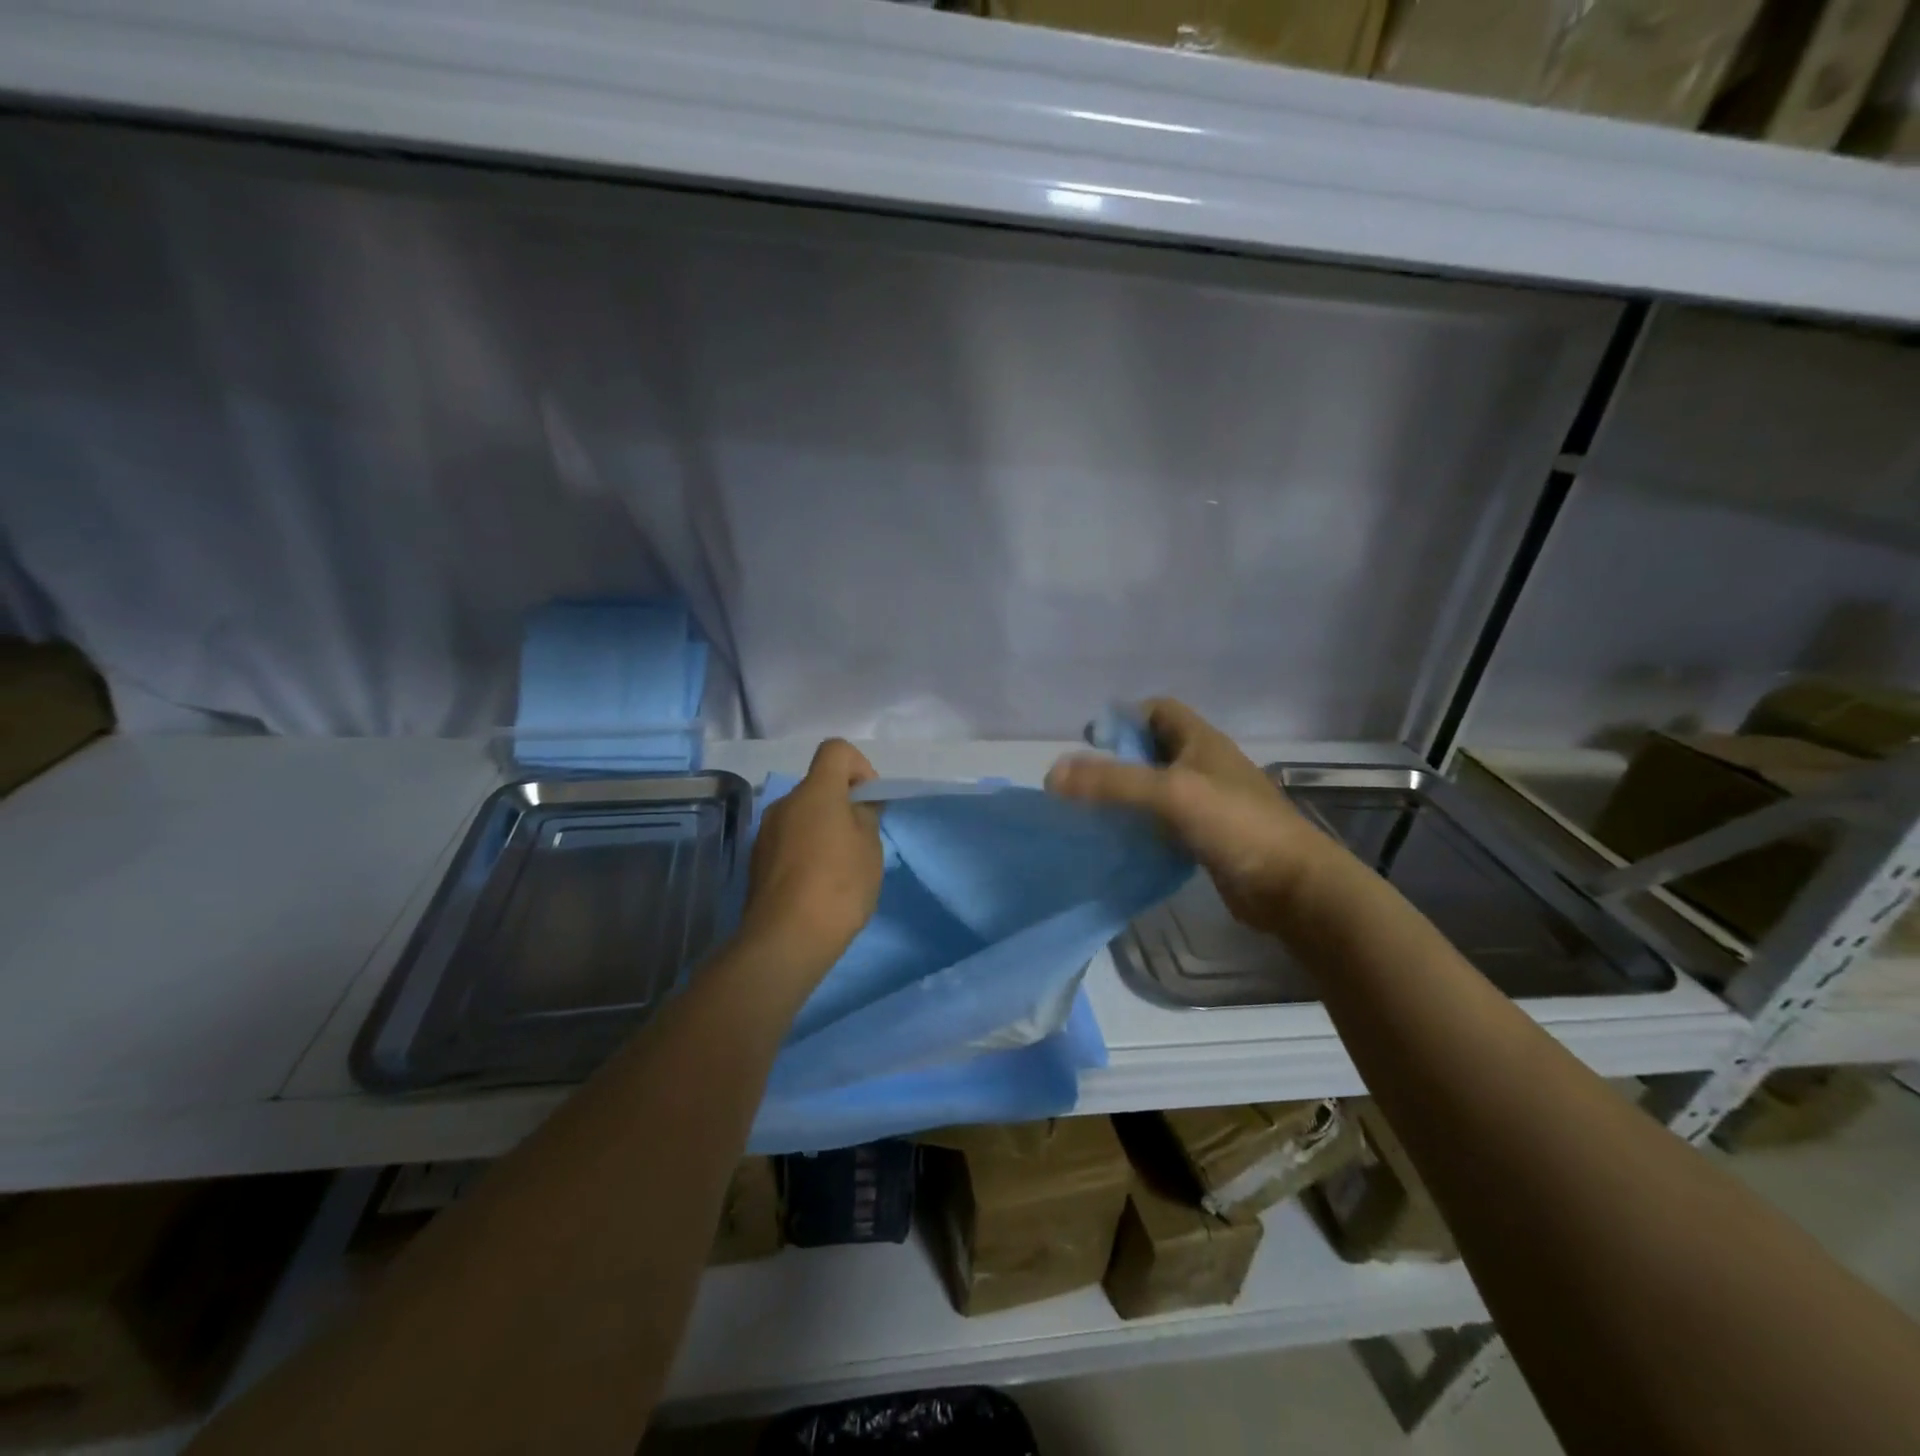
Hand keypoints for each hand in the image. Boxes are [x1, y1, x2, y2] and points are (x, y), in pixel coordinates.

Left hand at [739, 738, 884, 979]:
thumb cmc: (838, 886)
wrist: (786, 939)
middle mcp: (785, 803)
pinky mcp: (756, 860)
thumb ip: (866, 815)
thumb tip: (857, 804)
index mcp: (815, 792)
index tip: (869, 800)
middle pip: (818, 785)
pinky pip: (788, 840)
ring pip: (802, 815)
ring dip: (822, 828)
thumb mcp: (870, 847)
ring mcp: (765, 832)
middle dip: (842, 804)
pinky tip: (816, 885)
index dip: (859, 766)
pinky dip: (805, 850)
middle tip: (860, 842)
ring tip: (839, 868)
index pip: (836, 749)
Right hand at [1046, 698, 1329, 933]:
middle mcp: (1204, 766)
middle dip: (1118, 759)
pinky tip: (1118, 841)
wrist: (1292, 887)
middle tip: (1082, 781)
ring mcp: (1207, 803)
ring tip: (1090, 811)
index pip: (1157, 710)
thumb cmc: (1236, 825)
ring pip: (1156, 788)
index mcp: (1201, 741)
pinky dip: (1140, 826)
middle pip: (1153, 749)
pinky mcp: (1206, 838)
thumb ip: (1112, 782)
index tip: (1090, 741)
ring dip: (1126, 795)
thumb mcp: (1171, 793)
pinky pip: (1164, 822)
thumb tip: (1052, 775)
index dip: (1124, 717)